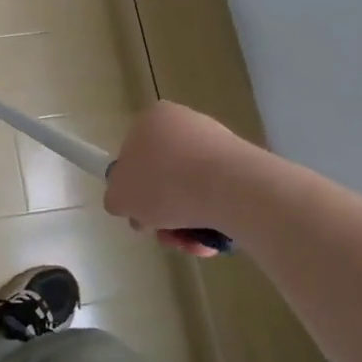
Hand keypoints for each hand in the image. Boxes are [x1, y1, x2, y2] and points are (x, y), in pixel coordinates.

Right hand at [103, 101, 245, 257]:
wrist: (232, 189)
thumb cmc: (165, 184)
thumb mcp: (120, 197)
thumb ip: (116, 198)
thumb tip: (126, 202)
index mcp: (152, 119)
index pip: (133, 154)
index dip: (133, 188)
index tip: (139, 212)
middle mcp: (185, 123)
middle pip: (164, 175)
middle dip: (162, 210)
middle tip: (163, 233)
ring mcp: (217, 143)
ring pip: (191, 189)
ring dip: (185, 221)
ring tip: (190, 243)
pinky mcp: (244, 166)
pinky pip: (218, 196)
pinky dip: (212, 219)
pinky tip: (211, 239)